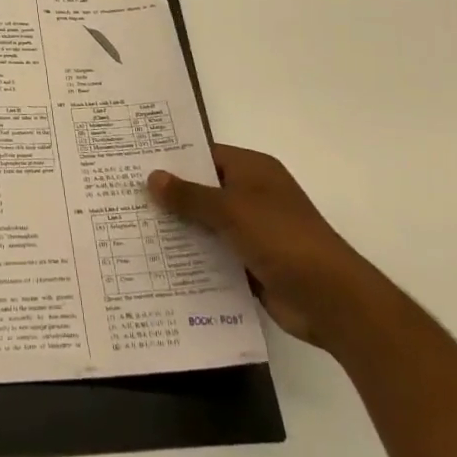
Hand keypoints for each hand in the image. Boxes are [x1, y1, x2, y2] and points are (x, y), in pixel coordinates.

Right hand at [148, 146, 387, 350]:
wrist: (332, 301)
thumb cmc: (283, 239)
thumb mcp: (232, 210)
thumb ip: (190, 195)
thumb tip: (152, 176)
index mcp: (253, 171)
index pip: (204, 155)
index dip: (171, 158)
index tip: (134, 163)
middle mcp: (252, 195)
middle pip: (202, 189)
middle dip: (169, 196)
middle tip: (123, 196)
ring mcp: (253, 231)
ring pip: (206, 224)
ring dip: (179, 229)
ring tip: (132, 228)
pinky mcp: (251, 263)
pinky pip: (214, 254)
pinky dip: (193, 257)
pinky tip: (159, 262)